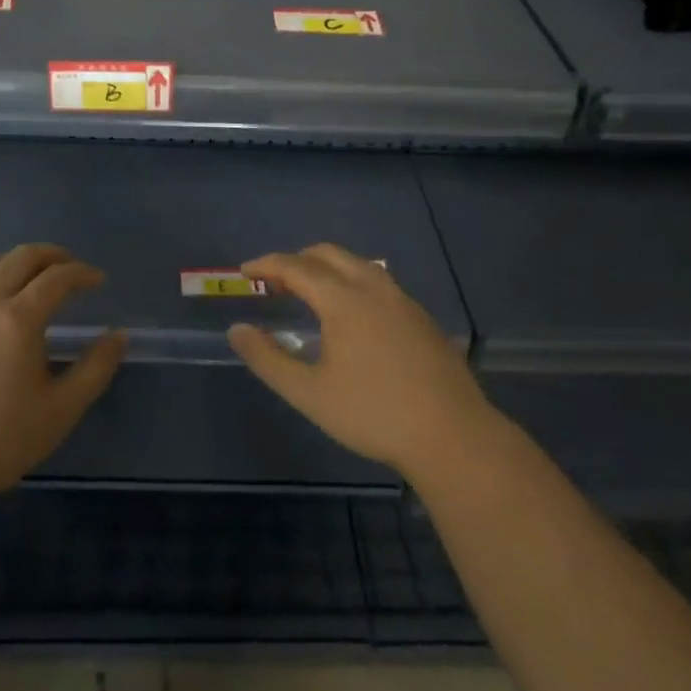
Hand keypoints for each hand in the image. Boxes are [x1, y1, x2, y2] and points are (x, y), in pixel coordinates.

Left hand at [0, 243, 126, 513]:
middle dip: (50, 255)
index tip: (99, 281)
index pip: (57, 278)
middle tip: (70, 267)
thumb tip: (118, 336)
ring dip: (14, 262)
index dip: (82, 273)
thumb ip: (95, 369)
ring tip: (30, 276)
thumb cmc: (0, 438)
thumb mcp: (61, 409)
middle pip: (19, 258)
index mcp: (19, 318)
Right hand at [227, 244, 494, 480]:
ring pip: (358, 264)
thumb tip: (237, 330)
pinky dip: (351, 282)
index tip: (245, 271)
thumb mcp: (309, 393)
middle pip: (329, 254)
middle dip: (296, 260)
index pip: (296, 267)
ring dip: (327, 268)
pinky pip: (377, 282)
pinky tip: (350, 316)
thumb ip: (267, 359)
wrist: (453, 436)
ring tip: (308, 293)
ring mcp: (403, 300)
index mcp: (344, 300)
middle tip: (274, 281)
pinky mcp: (421, 318)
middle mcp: (374, 288)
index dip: (267, 264)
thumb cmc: (373, 414)